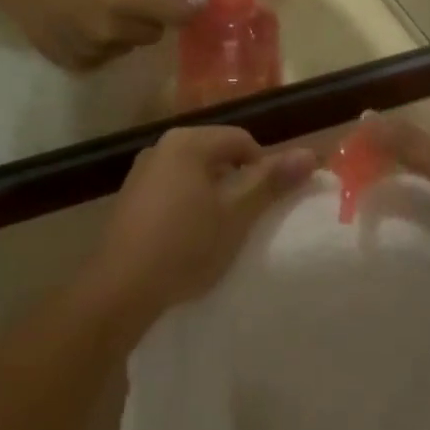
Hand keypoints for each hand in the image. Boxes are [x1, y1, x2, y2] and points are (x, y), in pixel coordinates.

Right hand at [0, 0, 209, 71]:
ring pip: (131, 47)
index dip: (189, 9)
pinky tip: (84, 31)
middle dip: (149, 18)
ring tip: (100, 15)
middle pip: (155, 32)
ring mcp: (93, 51)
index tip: (193, 2)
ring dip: (125, 34)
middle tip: (127, 2)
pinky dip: (104, 49)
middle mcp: (110, 28)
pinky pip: (108, 60)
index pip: (177, 12)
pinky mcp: (78, 66)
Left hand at [88, 127, 318, 316]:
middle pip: (216, 154)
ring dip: (213, 196)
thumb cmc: (185, 245)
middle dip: (237, 183)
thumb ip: (271, 181)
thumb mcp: (236, 214)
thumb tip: (309, 153)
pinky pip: (172, 190)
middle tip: (247, 220)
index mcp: (188, 141)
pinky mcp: (130, 198)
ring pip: (194, 174)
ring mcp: (142, 172)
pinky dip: (188, 206)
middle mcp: (162, 146)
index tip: (267, 206)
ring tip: (220, 232)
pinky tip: (189, 238)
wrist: (120, 289)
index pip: (242, 141)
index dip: (263, 169)